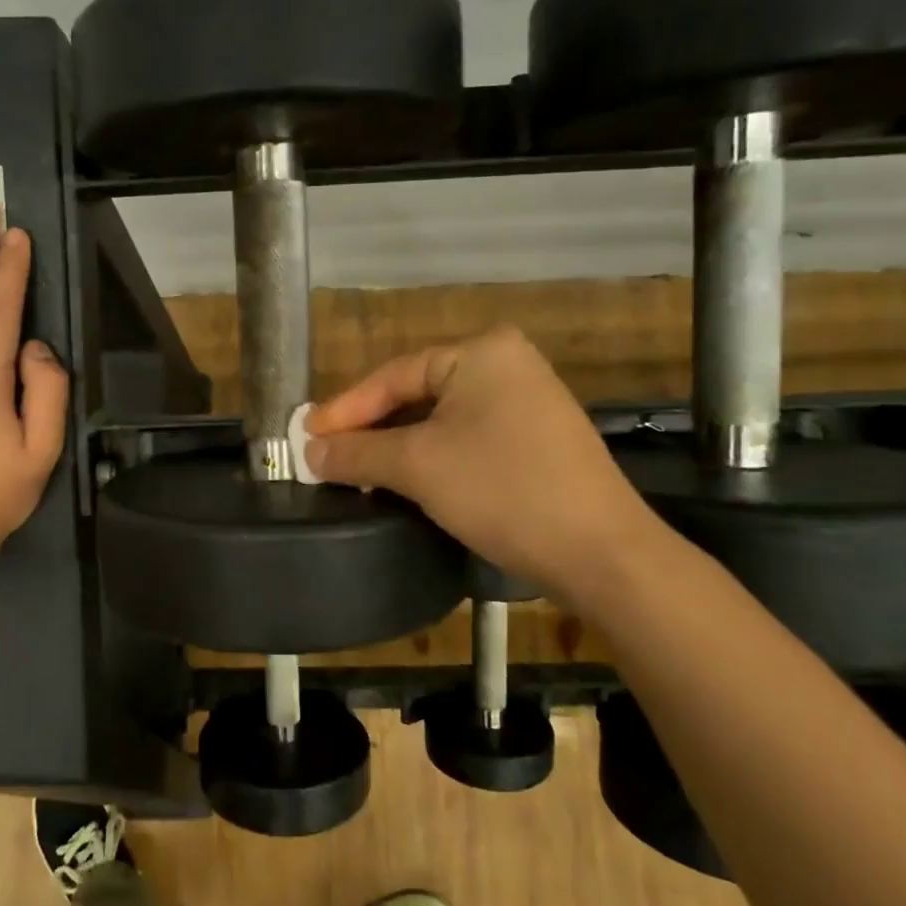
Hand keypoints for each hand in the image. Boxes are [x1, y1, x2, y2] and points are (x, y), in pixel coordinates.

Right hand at [304, 326, 654, 597]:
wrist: (600, 552)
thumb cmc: (502, 489)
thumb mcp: (418, 466)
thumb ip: (357, 452)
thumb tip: (310, 452)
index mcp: (481, 352)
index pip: (393, 376)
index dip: (345, 409)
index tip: (306, 437)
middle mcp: (507, 365)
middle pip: (416, 394)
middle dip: (370, 429)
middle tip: (327, 455)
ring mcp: (528, 402)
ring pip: (441, 420)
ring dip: (397, 446)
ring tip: (357, 471)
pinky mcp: (537, 439)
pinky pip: (468, 438)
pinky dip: (432, 457)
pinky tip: (407, 480)